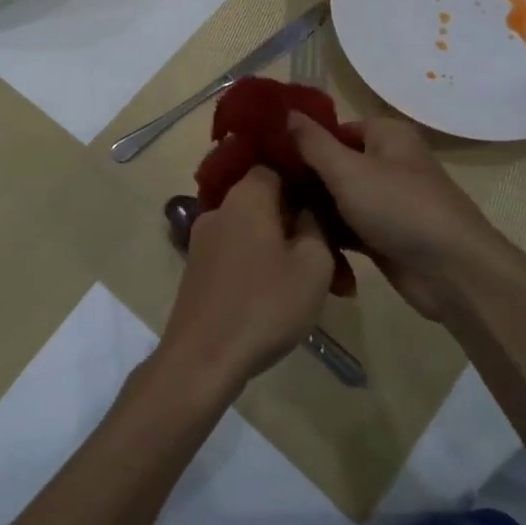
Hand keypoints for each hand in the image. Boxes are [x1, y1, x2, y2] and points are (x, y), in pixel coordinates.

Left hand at [158, 167, 334, 395]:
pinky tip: (278, 295)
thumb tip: (308, 208)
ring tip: (311, 281)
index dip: (304, 179)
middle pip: (265, 200)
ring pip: (252, 230)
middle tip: (328, 251)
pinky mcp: (197, 270)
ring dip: (280, 248)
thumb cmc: (265, 305)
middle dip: (296, 220)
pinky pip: (237, 253)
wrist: (202, 359)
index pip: (275, 166)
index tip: (327, 200)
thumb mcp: (313, 264)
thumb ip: (317, 226)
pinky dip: (259, 265)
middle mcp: (220, 209)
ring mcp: (203, 240)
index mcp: (247, 196)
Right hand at [286, 113, 513, 320]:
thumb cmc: (399, 207)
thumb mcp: (348, 170)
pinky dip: (329, 233)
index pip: (335, 129)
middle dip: (303, 178)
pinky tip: (295, 240)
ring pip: (339, 199)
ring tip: (270, 216)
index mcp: (387, 136)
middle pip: (335, 164)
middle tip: (262, 190)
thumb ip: (313, 143)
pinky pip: (348, 227)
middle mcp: (388, 163)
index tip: (265, 155)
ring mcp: (387, 202)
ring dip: (313, 208)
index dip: (303, 140)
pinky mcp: (385, 236)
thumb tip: (285, 112)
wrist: (451, 272)